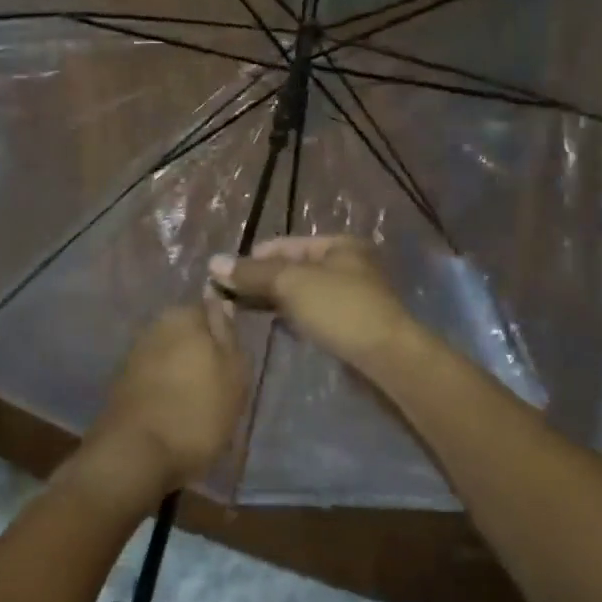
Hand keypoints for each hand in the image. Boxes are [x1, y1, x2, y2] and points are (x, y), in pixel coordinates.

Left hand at [81, 294, 247, 499]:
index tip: (235, 363)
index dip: (225, 335)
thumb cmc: (196, 412)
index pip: (211, 310)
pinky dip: (165, 394)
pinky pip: (154, 381)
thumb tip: (221, 304)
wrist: (134, 456)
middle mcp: (154, 326)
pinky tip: (176, 417)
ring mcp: (134, 355)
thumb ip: (229, 335)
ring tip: (200, 409)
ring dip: (184, 376)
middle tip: (221, 389)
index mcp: (183, 315)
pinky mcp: (120, 385)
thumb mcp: (234, 373)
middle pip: (189, 335)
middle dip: (202, 355)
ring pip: (171, 359)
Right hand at [209, 235, 415, 372]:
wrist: (387, 357)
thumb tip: (214, 262)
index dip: (255, 257)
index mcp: (339, 245)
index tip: (225, 275)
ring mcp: (352, 296)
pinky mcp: (351, 324)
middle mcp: (348, 265)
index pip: (287, 244)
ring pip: (303, 292)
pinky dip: (292, 316)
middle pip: (295, 268)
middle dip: (263, 280)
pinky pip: (313, 313)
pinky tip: (275, 326)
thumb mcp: (292, 283)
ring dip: (275, 300)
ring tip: (244, 311)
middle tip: (229, 295)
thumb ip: (253, 273)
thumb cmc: (340, 308)